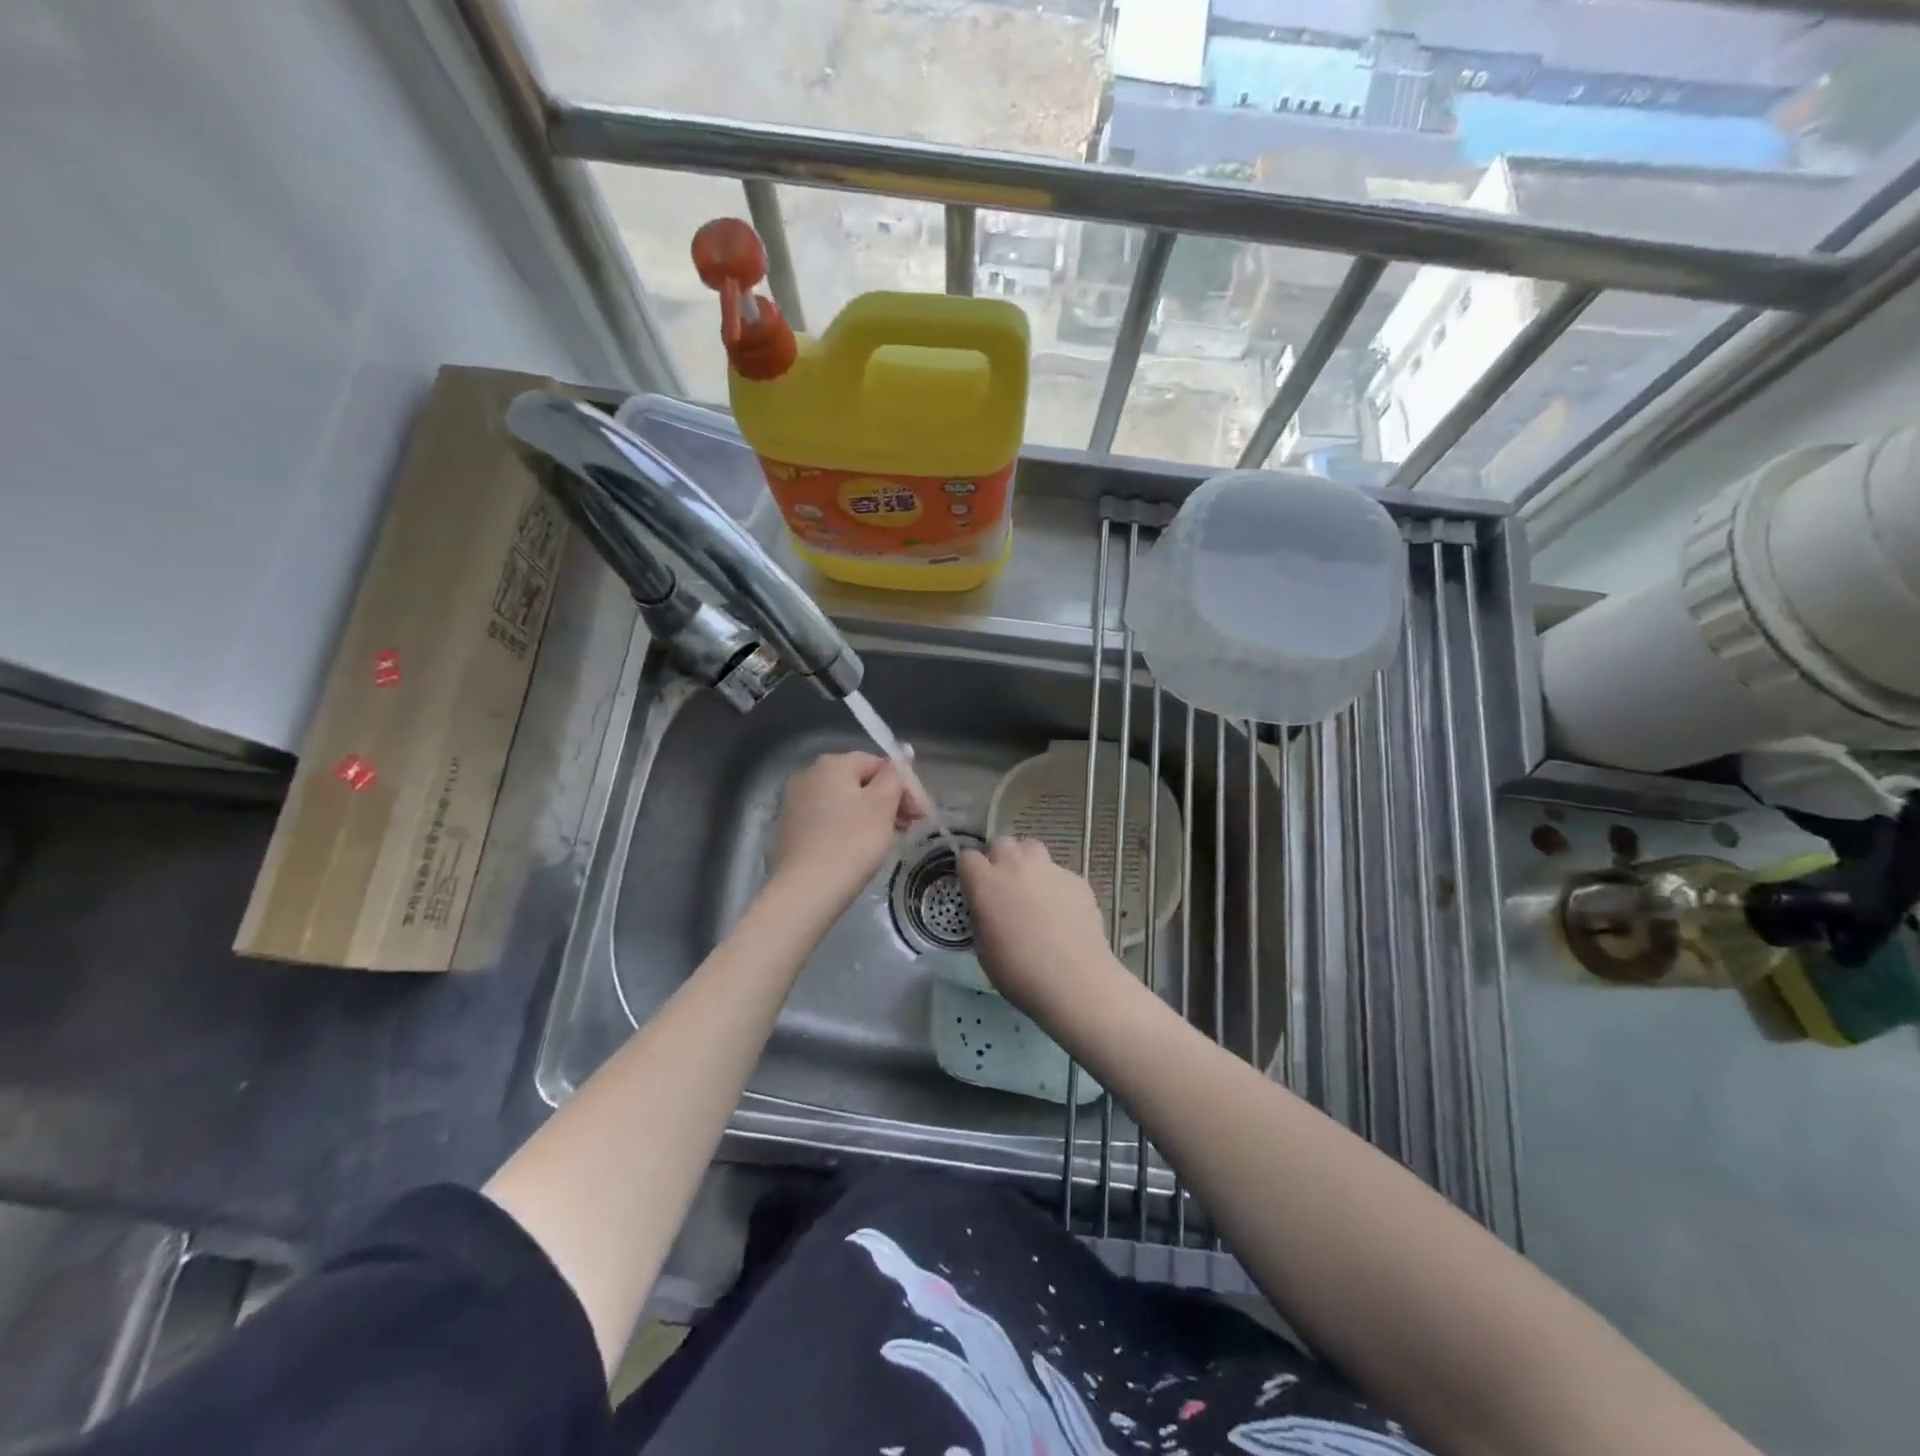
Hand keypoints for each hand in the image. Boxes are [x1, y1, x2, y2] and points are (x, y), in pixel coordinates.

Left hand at [772, 751, 924, 903]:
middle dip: (889, 802)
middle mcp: (808, 775)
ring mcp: (794, 803)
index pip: (878, 763)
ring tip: (889, 841)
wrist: (806, 891)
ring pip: (844, 803)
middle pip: (860, 782)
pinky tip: (860, 850)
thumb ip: (895, 774)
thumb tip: (904, 749)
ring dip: (871, 816)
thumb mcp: (883, 805)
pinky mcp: (789, 830)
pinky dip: (848, 829)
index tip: (922, 814)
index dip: (904, 786)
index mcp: (831, 763)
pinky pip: (828, 821)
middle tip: (910, 828)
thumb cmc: (852, 842)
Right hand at [958, 837, 1122, 1016]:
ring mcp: (1049, 869)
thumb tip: (988, 906)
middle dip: (998, 858)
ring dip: (1027, 862)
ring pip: (1032, 848)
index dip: (970, 872)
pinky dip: (1056, 885)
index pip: (968, 857)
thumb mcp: (983, 947)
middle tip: (1003, 885)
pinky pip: (1059, 872)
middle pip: (1001, 843)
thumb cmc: (1018, 972)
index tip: (974, 889)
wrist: (1073, 980)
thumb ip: (982, 915)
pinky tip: (1063, 911)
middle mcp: (1015, 866)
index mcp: (985, 882)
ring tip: (1033, 889)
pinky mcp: (1077, 879)